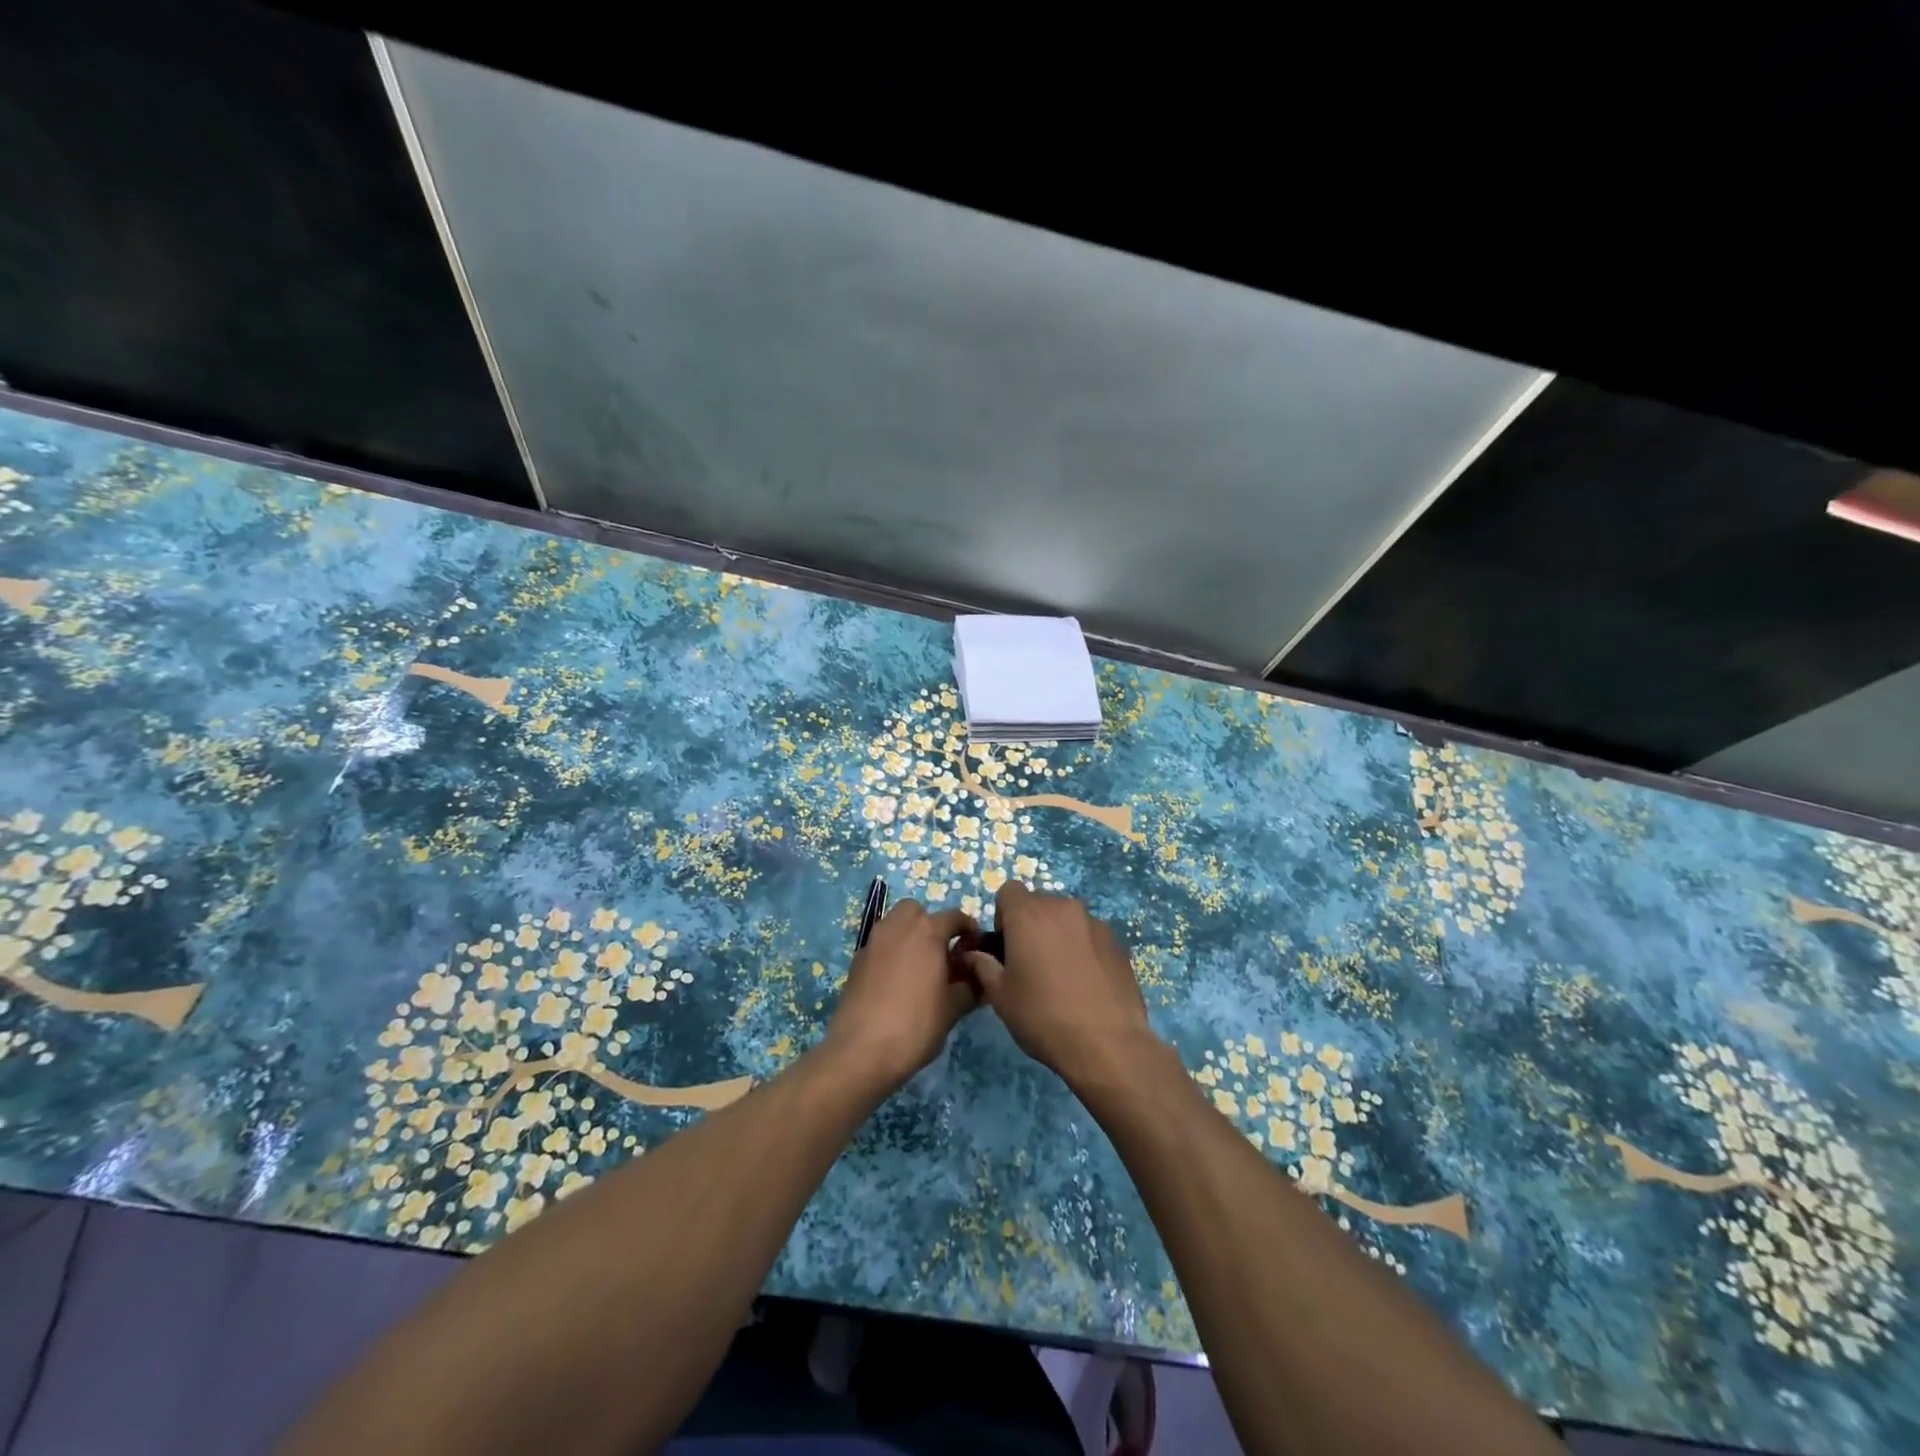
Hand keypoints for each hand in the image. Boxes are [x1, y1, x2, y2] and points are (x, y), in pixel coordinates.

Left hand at [824, 900, 980, 1090]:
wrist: (860, 1051)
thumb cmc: (915, 1025)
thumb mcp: (952, 1009)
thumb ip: (970, 988)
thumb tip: (981, 980)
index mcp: (926, 931)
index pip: (954, 917)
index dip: (969, 930)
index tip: (976, 948)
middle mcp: (897, 927)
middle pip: (916, 911)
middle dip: (931, 924)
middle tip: (942, 954)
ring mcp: (873, 942)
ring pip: (894, 925)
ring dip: (909, 937)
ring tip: (921, 969)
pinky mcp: (856, 961)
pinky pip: (880, 946)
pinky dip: (891, 954)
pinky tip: (897, 984)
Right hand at [963, 883, 1159, 1088]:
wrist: (1107, 1043)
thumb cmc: (1042, 1016)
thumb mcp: (1000, 996)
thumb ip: (983, 966)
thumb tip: (974, 955)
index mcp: (1029, 914)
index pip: (1009, 891)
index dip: (1003, 915)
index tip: (1006, 946)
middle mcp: (1062, 907)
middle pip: (1039, 903)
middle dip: (1031, 924)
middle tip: (1030, 963)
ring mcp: (1094, 922)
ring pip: (1067, 918)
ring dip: (1058, 935)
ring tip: (1061, 975)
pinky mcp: (1117, 941)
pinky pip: (1090, 935)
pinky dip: (1083, 948)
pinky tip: (1085, 983)